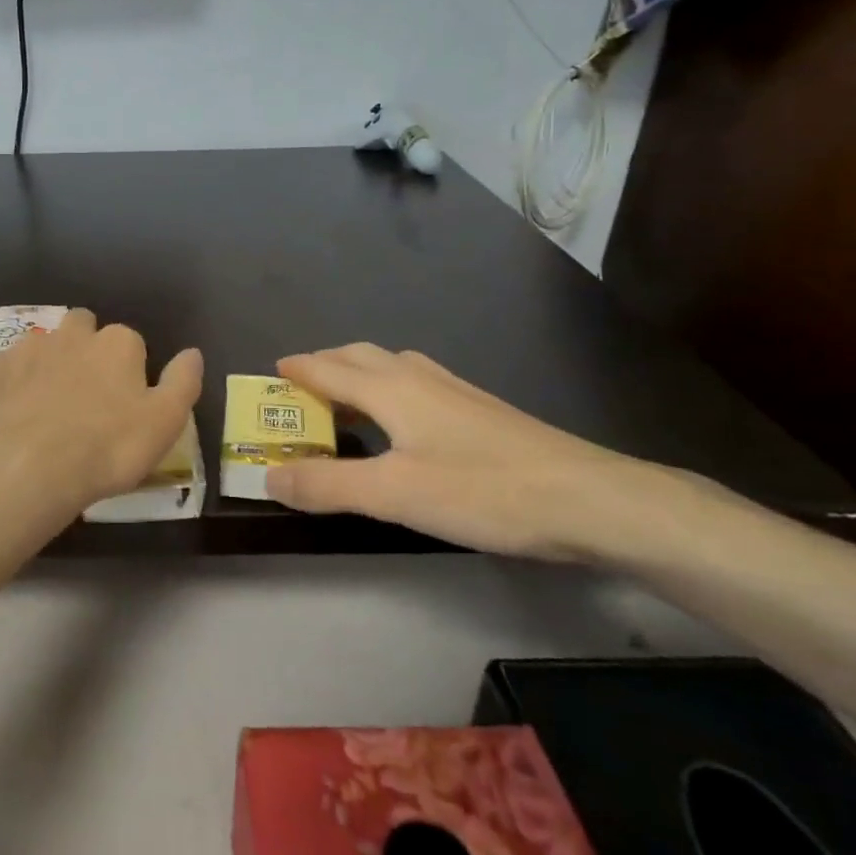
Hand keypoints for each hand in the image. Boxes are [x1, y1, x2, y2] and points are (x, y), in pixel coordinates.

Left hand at [0, 310, 202, 544]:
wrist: (26, 463)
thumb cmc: (107, 446)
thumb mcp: (164, 422)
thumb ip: (182, 382)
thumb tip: (193, 353)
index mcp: (117, 344)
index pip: (131, 341)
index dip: (130, 368)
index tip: (126, 400)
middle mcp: (72, 334)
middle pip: (83, 327)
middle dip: (85, 347)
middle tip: (86, 392)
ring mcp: (27, 348)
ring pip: (42, 344)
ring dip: (47, 363)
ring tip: (46, 404)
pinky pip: (5, 368)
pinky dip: (10, 382)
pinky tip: (10, 412)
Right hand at [265, 344, 670, 561]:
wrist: (588, 498)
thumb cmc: (482, 491)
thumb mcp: (393, 495)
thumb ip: (327, 485)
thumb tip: (267, 476)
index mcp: (390, 389)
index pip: (328, 369)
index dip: (297, 369)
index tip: (271, 372)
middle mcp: (419, 378)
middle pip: (359, 356)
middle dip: (324, 364)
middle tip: (300, 388)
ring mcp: (455, 390)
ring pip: (392, 365)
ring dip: (358, 372)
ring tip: (344, 398)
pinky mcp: (481, 409)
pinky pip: (417, 381)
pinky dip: (389, 386)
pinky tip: (405, 416)